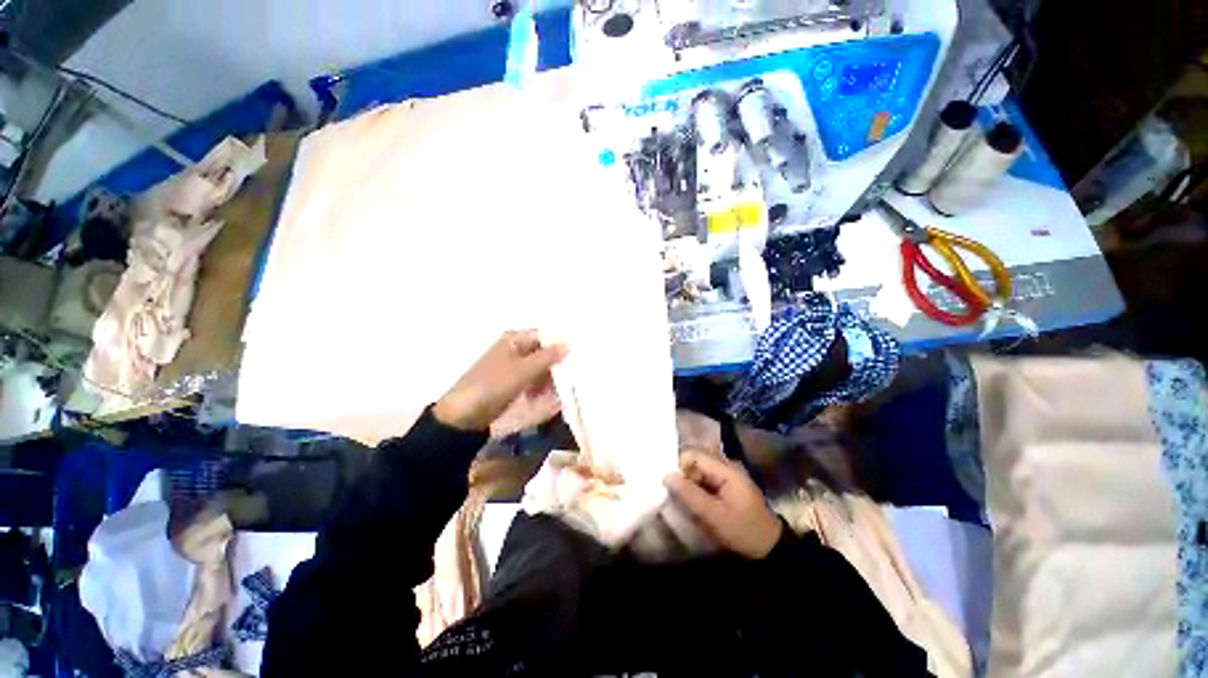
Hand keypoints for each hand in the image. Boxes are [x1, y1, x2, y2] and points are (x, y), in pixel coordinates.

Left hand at [434, 331, 567, 432]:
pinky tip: (549, 399)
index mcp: (514, 340)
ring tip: (560, 392)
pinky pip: (533, 381)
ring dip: (550, 379)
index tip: (577, 356)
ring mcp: (512, 368)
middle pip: (543, 353)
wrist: (464, 416)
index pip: (545, 336)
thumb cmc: (493, 385)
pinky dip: (541, 388)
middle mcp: (514, 350)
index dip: (560, 344)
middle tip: (572, 377)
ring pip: (540, 369)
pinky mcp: (511, 384)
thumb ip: (548, 357)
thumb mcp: (524, 370)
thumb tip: (570, 343)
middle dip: (556, 365)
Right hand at [663, 451, 782, 558]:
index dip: (680, 468)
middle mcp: (727, 465)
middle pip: (696, 462)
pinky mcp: (729, 484)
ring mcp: (729, 474)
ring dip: (691, 485)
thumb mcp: (714, 516)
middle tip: (681, 499)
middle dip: (685, 478)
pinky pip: (706, 479)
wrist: (770, 549)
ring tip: (689, 504)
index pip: (693, 455)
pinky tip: (699, 505)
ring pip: (700, 471)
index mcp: (726, 469)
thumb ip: (689, 495)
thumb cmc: (743, 531)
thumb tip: (666, 475)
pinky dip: (699, 490)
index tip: (674, 488)